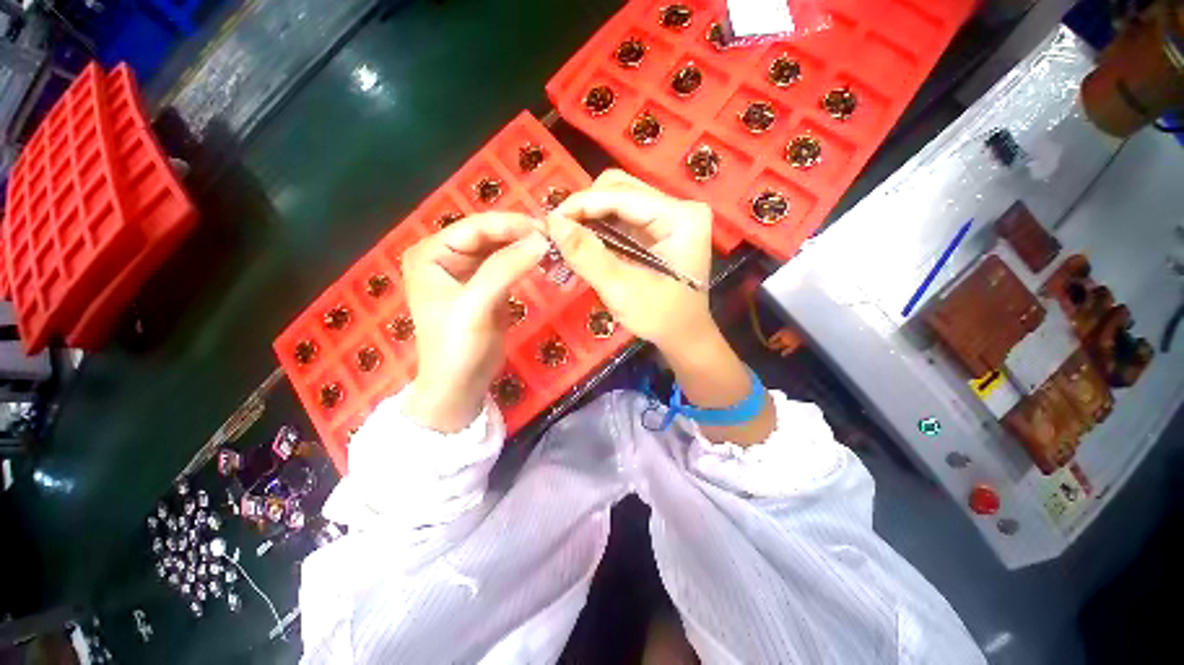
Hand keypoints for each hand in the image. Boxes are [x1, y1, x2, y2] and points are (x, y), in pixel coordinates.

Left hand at [401, 213, 550, 431]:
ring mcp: (466, 271)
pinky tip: (542, 261)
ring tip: (553, 247)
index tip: (547, 229)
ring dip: (525, 247)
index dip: (511, 224)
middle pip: (489, 235)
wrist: (460, 384)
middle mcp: (446, 256)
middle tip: (554, 238)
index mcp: (431, 253)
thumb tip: (541, 240)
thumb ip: (505, 269)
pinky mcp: (484, 286)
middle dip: (520, 234)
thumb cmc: (457, 346)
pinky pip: (506, 265)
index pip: (475, 226)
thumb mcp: (477, 305)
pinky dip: (524, 262)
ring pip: (500, 248)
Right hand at [546, 169, 713, 350]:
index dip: (582, 204)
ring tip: (569, 238)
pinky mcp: (659, 228)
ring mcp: (670, 216)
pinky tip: (586, 242)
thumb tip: (553, 222)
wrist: (684, 336)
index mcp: (681, 218)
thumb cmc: (660, 318)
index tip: (550, 222)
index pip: (623, 195)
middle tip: (560, 232)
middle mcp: (678, 207)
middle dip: (586, 208)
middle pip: (621, 190)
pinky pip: (622, 217)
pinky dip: (600, 227)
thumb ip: (587, 255)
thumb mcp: (621, 289)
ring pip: (618, 200)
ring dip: (590, 217)